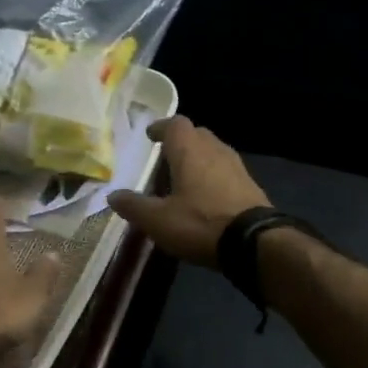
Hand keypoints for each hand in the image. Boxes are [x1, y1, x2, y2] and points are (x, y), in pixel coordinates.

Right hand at [107, 117, 270, 267]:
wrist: (254, 242)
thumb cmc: (200, 223)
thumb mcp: (158, 220)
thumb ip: (134, 206)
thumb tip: (113, 196)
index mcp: (189, 150)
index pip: (175, 124)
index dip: (161, 127)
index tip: (150, 135)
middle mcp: (214, 150)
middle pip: (197, 134)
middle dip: (180, 141)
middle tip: (165, 158)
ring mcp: (236, 167)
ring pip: (214, 151)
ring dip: (198, 158)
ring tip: (184, 177)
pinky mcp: (250, 186)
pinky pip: (226, 170)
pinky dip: (213, 175)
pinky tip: (206, 196)